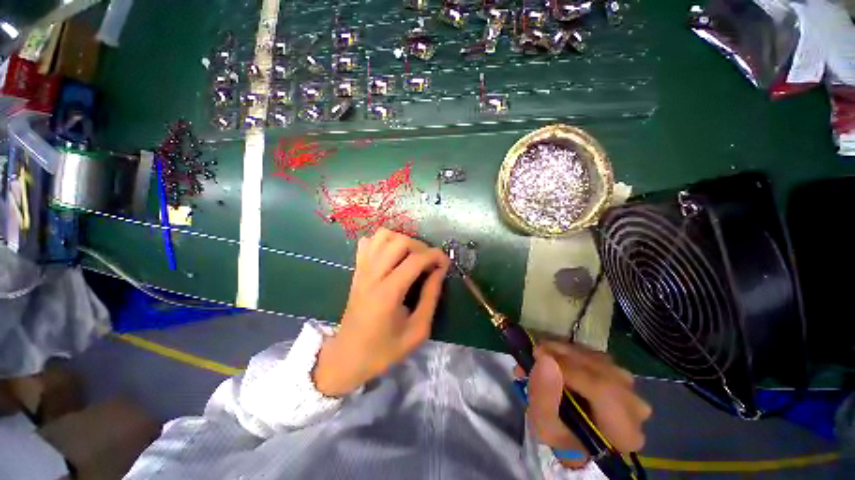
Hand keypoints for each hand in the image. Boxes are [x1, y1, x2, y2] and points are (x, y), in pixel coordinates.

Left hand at [314, 229, 449, 396]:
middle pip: (399, 241)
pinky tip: (391, 256)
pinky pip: (368, 243)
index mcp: (388, 292)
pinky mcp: (357, 271)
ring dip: (402, 240)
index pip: (416, 259)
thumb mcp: (417, 331)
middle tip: (429, 262)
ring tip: (411, 256)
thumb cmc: (384, 349)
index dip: (435, 256)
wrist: (348, 357)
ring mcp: (362, 270)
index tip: (446, 263)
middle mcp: (373, 275)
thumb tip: (440, 271)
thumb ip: (431, 297)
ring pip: (382, 236)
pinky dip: (383, 242)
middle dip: (421, 246)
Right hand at [520, 341, 650, 467]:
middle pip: (600, 370)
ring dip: (565, 351)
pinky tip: (556, 356)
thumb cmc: (562, 437)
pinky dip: (573, 351)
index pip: (602, 390)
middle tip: (536, 351)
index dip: (568, 367)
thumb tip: (544, 359)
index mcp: (624, 431)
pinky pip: (595, 354)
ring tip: (543, 353)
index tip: (537, 355)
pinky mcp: (620, 373)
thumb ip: (543, 397)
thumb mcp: (545, 426)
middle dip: (563, 355)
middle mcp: (635, 406)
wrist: (576, 435)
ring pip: (597, 358)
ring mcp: (630, 387)